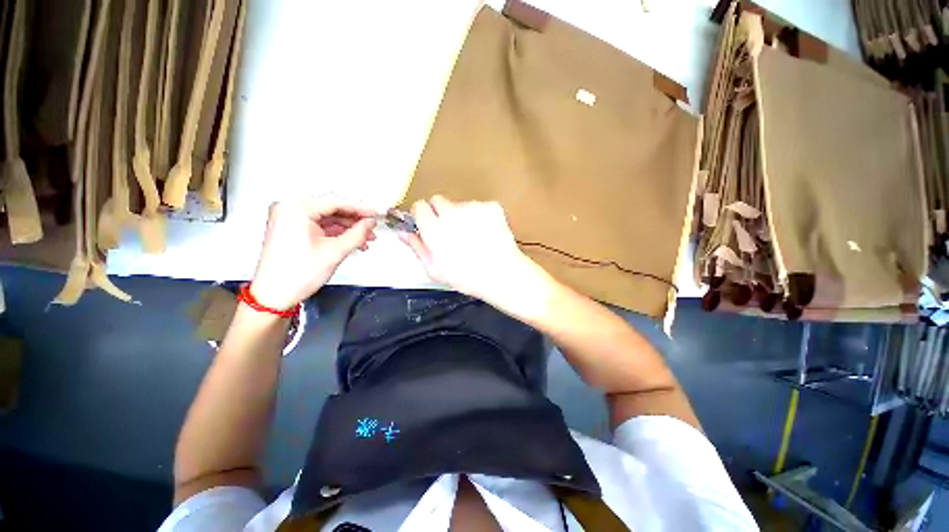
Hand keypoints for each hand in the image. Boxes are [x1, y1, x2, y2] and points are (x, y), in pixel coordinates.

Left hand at [250, 197, 376, 309]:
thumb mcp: (335, 251)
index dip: (360, 208)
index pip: (335, 202)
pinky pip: (320, 226)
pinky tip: (352, 242)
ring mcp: (289, 219)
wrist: (274, 295)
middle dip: (355, 220)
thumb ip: (357, 234)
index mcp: (296, 209)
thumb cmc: (298, 273)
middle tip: (373, 227)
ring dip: (348, 228)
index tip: (376, 213)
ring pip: (328, 219)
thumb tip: (370, 223)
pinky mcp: (291, 230)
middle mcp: (289, 209)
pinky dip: (337, 233)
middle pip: (331, 209)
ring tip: (367, 238)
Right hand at [400, 195, 540, 304]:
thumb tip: (403, 232)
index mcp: (434, 228)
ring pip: (460, 204)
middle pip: (438, 200)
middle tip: (450, 231)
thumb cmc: (466, 277)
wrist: (502, 274)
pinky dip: (480, 216)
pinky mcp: (491, 206)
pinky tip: (486, 233)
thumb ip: (417, 247)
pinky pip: (479, 207)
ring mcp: (473, 207)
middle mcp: (451, 212)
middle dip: (440, 212)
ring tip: (473, 237)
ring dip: (461, 216)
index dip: (422, 215)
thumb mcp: (435, 269)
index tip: (427, 224)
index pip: (419, 206)